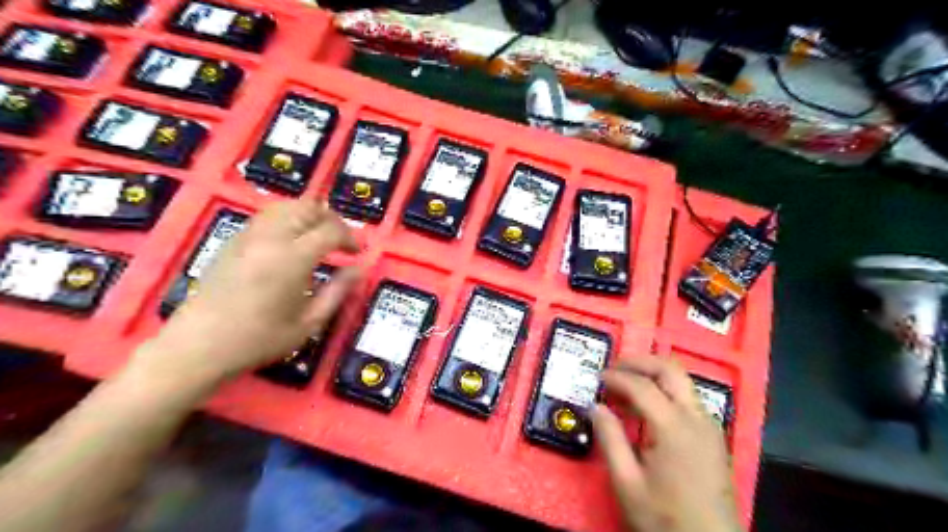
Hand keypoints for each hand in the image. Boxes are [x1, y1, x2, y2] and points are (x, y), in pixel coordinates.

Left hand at [140, 201, 360, 384]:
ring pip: (286, 206)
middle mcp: (271, 237)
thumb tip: (359, 269)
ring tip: (318, 238)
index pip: (330, 230)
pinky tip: (291, 242)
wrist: (198, 346)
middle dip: (331, 220)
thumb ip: (338, 291)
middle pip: (308, 208)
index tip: (357, 253)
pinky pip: (267, 216)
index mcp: (292, 258)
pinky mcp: (233, 240)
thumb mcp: (309, 323)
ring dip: (309, 216)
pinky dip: (288, 219)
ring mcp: (248, 235)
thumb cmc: (259, 339)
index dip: (350, 238)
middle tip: (341, 242)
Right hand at [590, 355, 740, 531]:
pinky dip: (664, 391)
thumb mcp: (627, 482)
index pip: (642, 386)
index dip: (616, 377)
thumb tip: (595, 406)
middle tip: (613, 368)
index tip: (596, 378)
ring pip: (681, 381)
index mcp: (674, 427)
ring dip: (652, 375)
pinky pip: (687, 398)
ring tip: (624, 387)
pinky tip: (646, 408)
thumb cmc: (665, 517)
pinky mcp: (712, 435)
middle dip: (639, 362)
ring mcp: (709, 425)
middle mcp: (696, 418)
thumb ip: (609, 439)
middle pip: (669, 369)